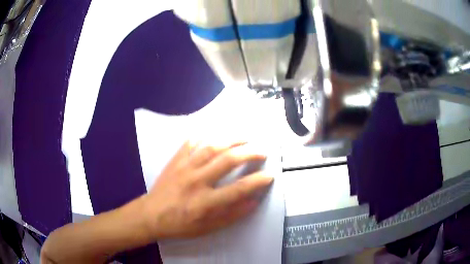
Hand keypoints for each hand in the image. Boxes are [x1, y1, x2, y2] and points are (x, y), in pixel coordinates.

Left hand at [143, 141, 272, 238]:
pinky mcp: (175, 161)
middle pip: (227, 160)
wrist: (151, 215)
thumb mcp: (208, 228)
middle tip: (262, 151)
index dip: (258, 181)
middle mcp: (197, 181)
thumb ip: (232, 215)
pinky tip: (214, 135)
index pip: (238, 189)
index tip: (270, 175)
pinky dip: (204, 137)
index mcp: (205, 202)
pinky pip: (190, 143)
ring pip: (211, 147)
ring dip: (231, 140)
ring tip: (245, 138)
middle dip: (249, 153)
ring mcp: (184, 167)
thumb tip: (254, 201)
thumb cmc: (180, 225)